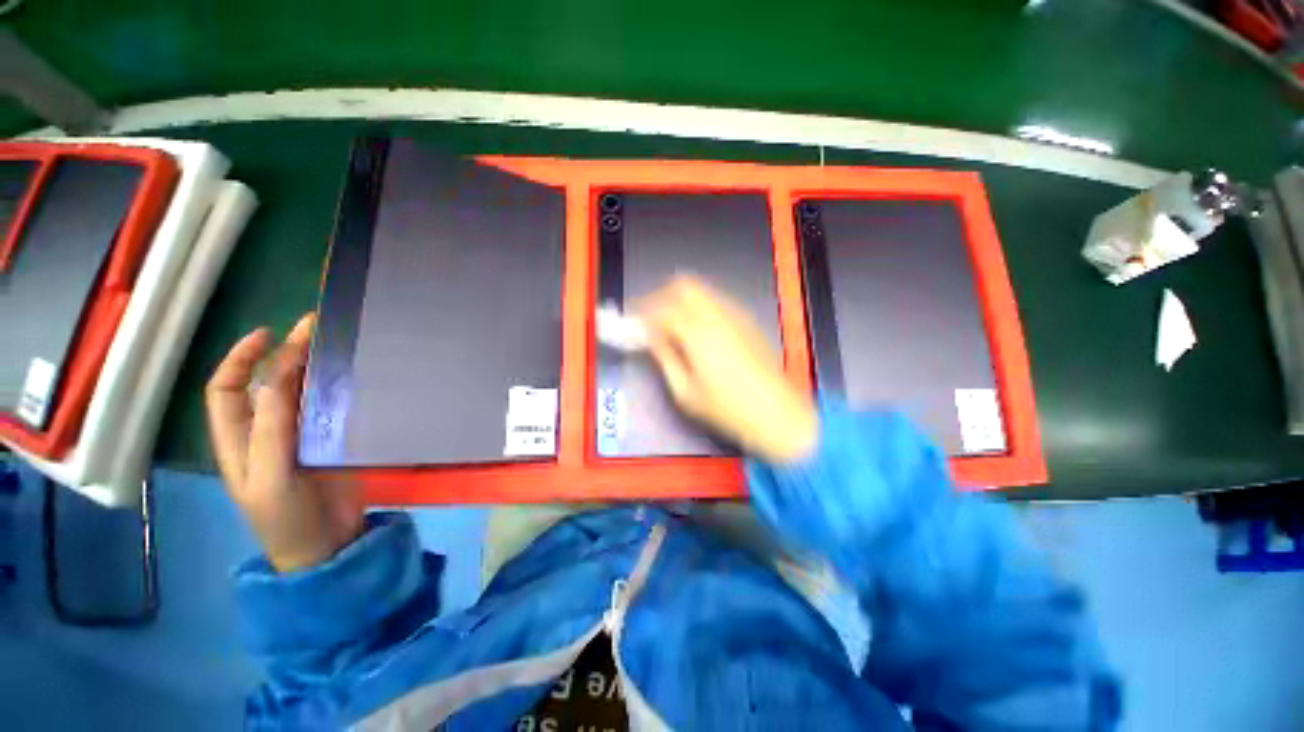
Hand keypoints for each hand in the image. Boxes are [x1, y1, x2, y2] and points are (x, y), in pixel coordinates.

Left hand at [206, 314, 363, 572]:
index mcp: (238, 439)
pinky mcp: (330, 442)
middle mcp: (265, 431)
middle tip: (315, 328)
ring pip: (300, 392)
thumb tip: (279, 377)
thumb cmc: (287, 518)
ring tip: (335, 344)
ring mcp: (300, 436)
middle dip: (283, 353)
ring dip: (313, 367)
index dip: (241, 358)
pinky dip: (338, 387)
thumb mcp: (272, 477)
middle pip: (267, 384)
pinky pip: (330, 407)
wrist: (326, 546)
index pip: (226, 389)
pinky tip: (353, 376)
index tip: (269, 333)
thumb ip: (272, 429)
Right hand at [638, 276, 817, 462]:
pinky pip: (718, 301)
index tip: (633, 321)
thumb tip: (650, 338)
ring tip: (672, 323)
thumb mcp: (685, 391)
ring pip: (703, 290)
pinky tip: (697, 329)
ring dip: (682, 299)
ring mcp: (737, 315)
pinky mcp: (748, 321)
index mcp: (698, 334)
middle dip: (662, 295)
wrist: (776, 413)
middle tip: (651, 317)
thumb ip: (665, 358)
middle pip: (684, 285)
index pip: (662, 308)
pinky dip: (700, 307)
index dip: (643, 312)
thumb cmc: (726, 409)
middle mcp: (718, 315)